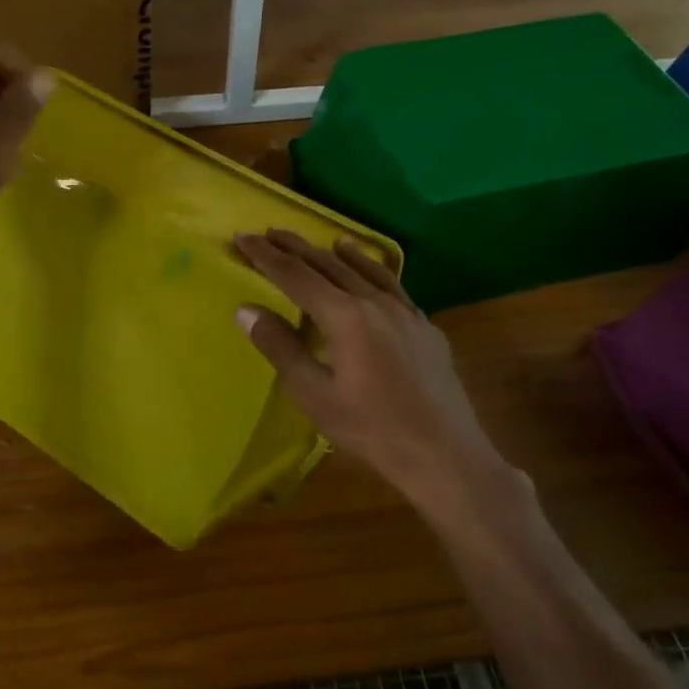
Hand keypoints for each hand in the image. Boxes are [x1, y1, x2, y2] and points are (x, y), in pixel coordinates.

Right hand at [233, 230, 517, 509]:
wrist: (445, 455)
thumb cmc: (372, 429)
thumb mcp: (314, 395)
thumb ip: (280, 347)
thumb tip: (245, 309)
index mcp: (344, 316)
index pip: (295, 275)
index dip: (265, 256)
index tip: (243, 237)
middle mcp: (375, 302)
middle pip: (328, 264)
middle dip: (295, 247)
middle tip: (269, 233)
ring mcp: (405, 312)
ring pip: (364, 270)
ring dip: (337, 253)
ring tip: (323, 241)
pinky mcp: (425, 327)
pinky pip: (393, 285)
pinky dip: (374, 270)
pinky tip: (372, 273)